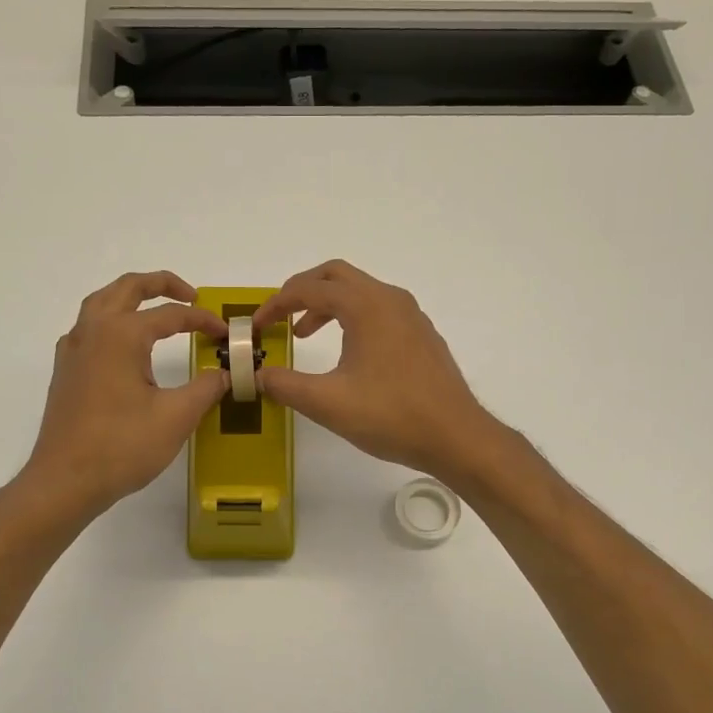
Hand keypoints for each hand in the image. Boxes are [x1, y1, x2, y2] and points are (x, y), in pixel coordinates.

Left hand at [22, 272, 228, 518]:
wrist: (65, 481)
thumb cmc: (122, 447)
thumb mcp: (176, 417)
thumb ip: (207, 388)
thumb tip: (228, 373)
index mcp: (121, 335)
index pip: (170, 315)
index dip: (202, 320)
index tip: (225, 334)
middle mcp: (92, 331)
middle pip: (126, 288)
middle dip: (161, 284)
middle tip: (190, 296)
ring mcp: (73, 350)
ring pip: (101, 303)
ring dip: (131, 298)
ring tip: (157, 310)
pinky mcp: (65, 371)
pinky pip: (88, 328)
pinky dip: (111, 321)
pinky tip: (123, 346)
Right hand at [253, 260, 503, 481]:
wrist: (455, 436)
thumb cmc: (391, 416)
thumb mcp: (328, 403)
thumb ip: (286, 385)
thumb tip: (258, 376)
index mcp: (366, 306)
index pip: (309, 289)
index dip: (276, 305)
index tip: (256, 327)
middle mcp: (390, 299)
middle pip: (336, 275)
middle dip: (302, 291)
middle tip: (279, 317)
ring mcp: (410, 315)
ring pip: (360, 291)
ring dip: (327, 304)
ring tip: (305, 334)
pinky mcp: (421, 334)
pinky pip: (378, 308)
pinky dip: (352, 316)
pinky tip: (347, 351)